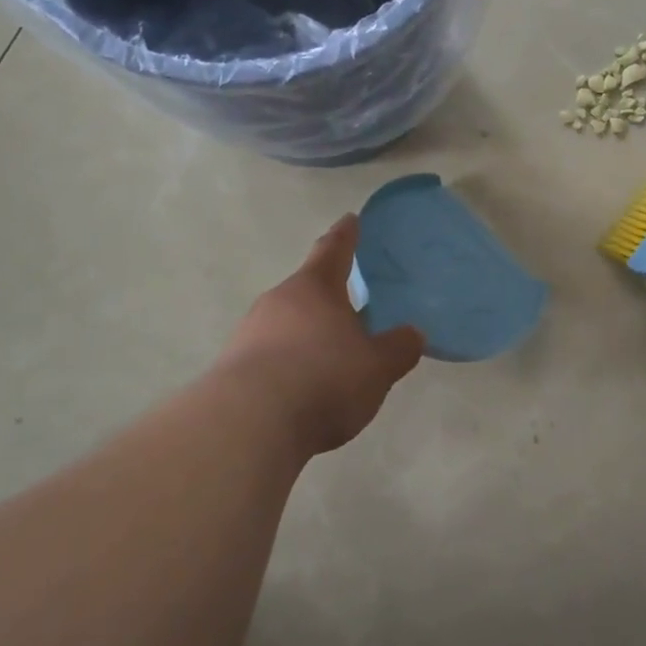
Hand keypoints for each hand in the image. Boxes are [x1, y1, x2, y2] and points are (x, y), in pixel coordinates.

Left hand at [220, 216, 425, 453]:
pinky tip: (305, 390)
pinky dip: (290, 364)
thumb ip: (398, 348)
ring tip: (331, 359)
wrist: (249, 426)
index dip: (346, 235)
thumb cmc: (324, 379)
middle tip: (352, 307)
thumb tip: (413, 334)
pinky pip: (271, 356)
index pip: (333, 251)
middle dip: (328, 297)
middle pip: (307, 291)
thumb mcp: (378, 366)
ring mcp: (249, 334)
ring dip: (308, 335)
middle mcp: (278, 302)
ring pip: (287, 324)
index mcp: (315, 288)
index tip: (350, 219)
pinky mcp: (232, 370)